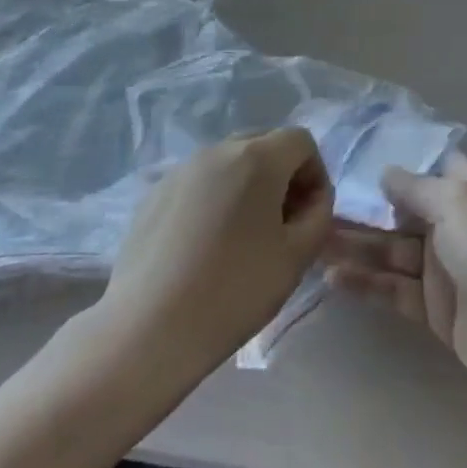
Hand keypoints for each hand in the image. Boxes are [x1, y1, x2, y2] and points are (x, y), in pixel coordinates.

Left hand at [99, 127, 333, 378]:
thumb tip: (313, 198)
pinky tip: (206, 246)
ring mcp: (182, 168)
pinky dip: (215, 199)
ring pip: (230, 162)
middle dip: (282, 176)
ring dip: (248, 186)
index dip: (315, 174)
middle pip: (264, 144)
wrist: (149, 327)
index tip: (309, 217)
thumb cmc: (234, 291)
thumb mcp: (296, 258)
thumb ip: (318, 216)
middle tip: (281, 225)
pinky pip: (200, 181)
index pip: (301, 141)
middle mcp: (217, 150)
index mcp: (256, 158)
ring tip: (243, 238)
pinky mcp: (155, 191)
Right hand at [324, 152, 466, 391]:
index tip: (352, 161)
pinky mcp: (435, 310)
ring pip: (391, 252)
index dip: (396, 166)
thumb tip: (386, 174)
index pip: (427, 169)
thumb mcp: (457, 201)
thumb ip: (415, 187)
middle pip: (401, 212)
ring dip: (356, 247)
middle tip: (317, 208)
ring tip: (315, 243)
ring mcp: (444, 269)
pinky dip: (366, 283)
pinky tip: (333, 277)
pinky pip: (394, 290)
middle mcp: (455, 224)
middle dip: (363, 210)